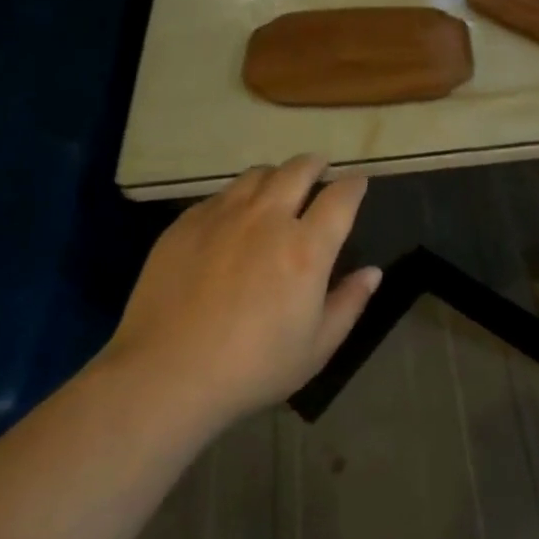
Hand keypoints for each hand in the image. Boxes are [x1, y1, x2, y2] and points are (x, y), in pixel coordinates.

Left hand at [106, 155, 379, 425]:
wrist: (166, 373)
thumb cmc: (252, 368)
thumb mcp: (316, 348)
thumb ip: (348, 304)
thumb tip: (372, 272)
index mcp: (306, 248)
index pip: (340, 198)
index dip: (354, 185)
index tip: (358, 181)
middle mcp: (267, 218)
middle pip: (298, 170)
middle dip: (315, 164)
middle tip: (320, 168)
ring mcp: (223, 215)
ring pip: (257, 174)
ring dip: (277, 174)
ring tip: (279, 184)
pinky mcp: (187, 222)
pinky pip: (221, 194)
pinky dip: (239, 195)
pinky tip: (235, 214)